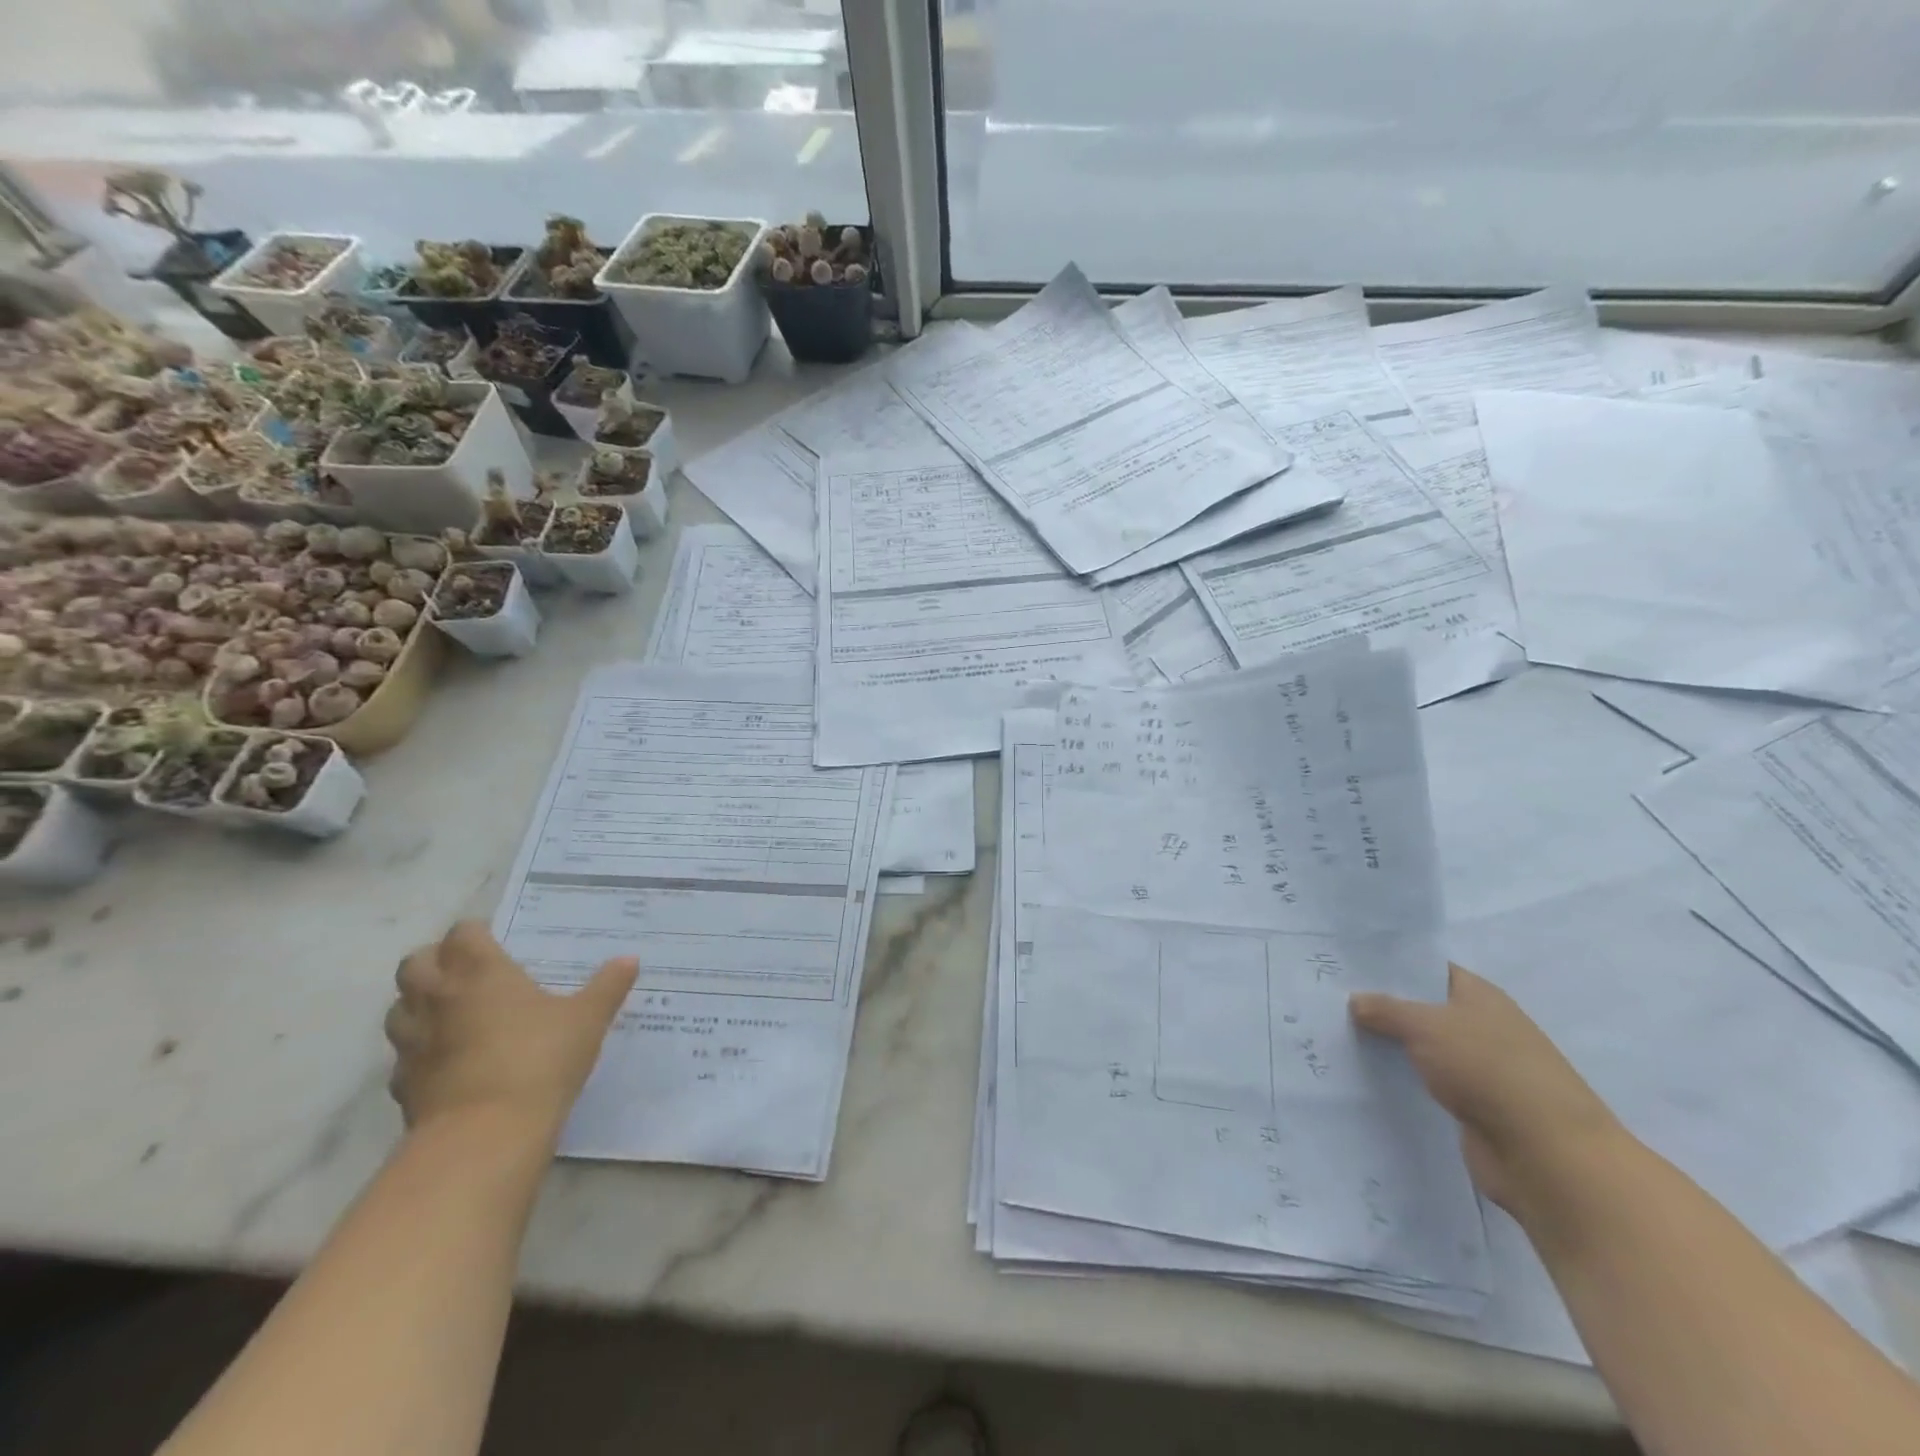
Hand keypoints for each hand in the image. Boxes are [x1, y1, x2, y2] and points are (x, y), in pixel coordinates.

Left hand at [384, 922, 637, 1137]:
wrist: (486, 1135)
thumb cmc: (539, 1059)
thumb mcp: (588, 1019)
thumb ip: (607, 986)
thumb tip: (629, 959)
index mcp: (480, 973)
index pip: (462, 934)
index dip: (475, 933)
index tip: (495, 940)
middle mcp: (438, 999)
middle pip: (415, 964)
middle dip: (435, 961)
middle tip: (467, 971)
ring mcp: (414, 1043)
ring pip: (399, 1009)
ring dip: (418, 1004)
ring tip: (451, 1012)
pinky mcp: (404, 1085)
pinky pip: (403, 1057)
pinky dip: (419, 1052)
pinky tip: (447, 1062)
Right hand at [1350, 963, 1621, 1215]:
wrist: (1547, 1156)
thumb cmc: (1489, 1070)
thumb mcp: (1426, 1026)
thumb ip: (1386, 1009)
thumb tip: (1356, 1000)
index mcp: (1480, 996)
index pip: (1429, 970)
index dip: (1392, 966)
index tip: (1348, 967)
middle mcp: (1482, 1028)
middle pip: (1423, 1010)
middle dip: (1382, 1008)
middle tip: (1330, 1001)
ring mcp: (1479, 1070)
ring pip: (1422, 1049)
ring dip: (1389, 1048)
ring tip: (1335, 1037)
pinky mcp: (1473, 1108)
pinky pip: (1427, 1085)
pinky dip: (1402, 1081)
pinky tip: (1364, 1078)